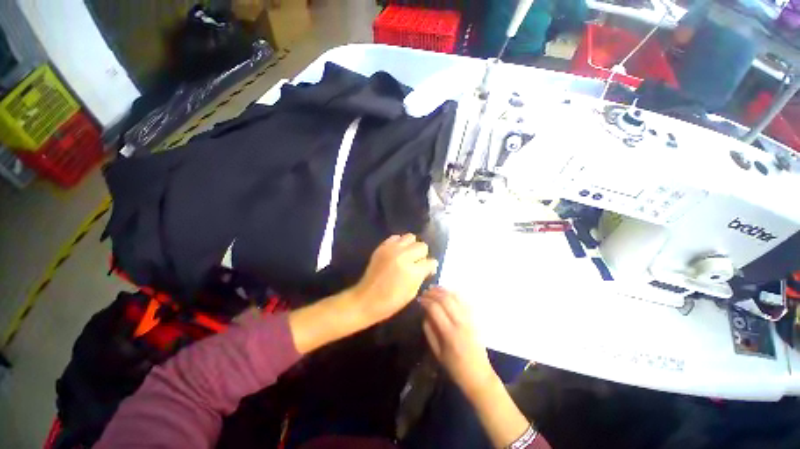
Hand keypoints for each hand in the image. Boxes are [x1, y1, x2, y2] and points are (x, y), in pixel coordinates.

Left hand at [350, 234, 438, 326]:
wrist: (366, 299)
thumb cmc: (391, 301)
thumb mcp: (412, 292)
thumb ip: (422, 276)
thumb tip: (429, 266)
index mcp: (413, 271)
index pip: (430, 261)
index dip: (430, 266)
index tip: (427, 270)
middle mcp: (404, 256)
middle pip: (422, 246)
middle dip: (422, 255)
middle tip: (417, 263)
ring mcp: (392, 249)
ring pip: (410, 237)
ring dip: (412, 246)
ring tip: (408, 255)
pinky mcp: (382, 247)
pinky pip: (396, 237)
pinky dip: (399, 243)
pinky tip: (397, 252)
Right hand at [420, 287, 496, 401]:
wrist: (479, 374)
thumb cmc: (455, 367)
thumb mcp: (437, 353)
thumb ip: (429, 331)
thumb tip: (425, 313)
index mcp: (450, 334)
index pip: (435, 309)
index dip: (425, 301)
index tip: (419, 299)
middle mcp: (461, 323)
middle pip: (446, 299)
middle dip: (433, 293)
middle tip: (425, 292)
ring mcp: (470, 319)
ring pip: (455, 297)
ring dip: (443, 290)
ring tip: (433, 289)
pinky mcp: (475, 318)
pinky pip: (464, 300)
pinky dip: (454, 293)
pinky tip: (447, 292)